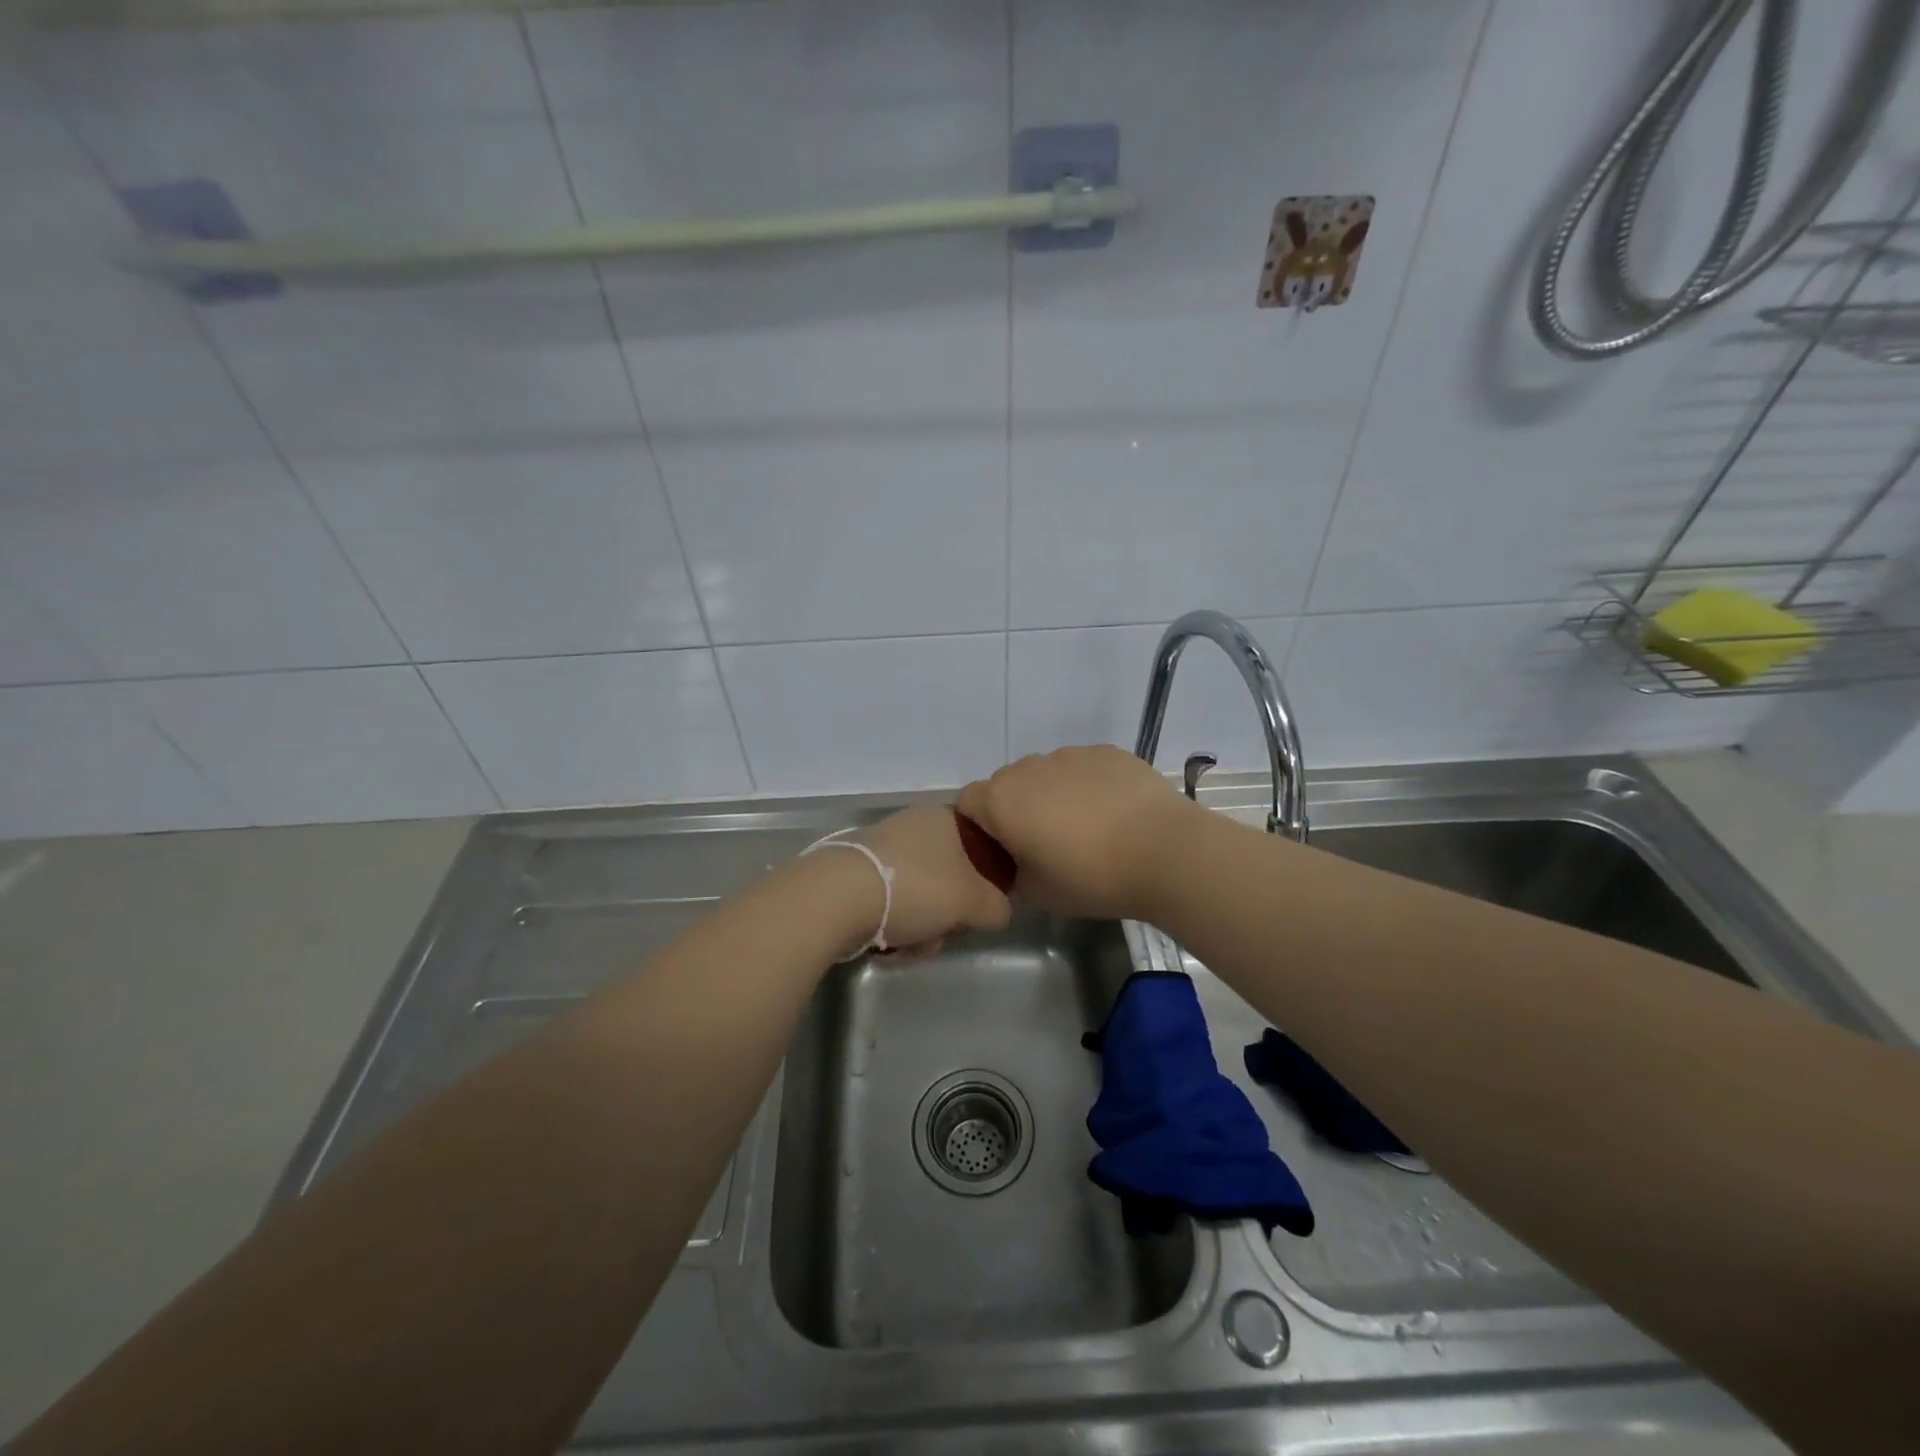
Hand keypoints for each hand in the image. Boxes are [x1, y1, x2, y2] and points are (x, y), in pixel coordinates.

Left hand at [820, 804, 1013, 957]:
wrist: (836, 898)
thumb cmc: (916, 888)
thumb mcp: (973, 900)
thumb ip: (997, 906)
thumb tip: (999, 911)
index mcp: (943, 818)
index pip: (979, 846)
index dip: (985, 881)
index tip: (980, 907)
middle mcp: (912, 826)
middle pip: (948, 878)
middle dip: (948, 915)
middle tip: (942, 934)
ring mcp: (881, 850)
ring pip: (918, 897)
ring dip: (921, 929)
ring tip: (910, 947)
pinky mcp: (854, 875)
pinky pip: (888, 905)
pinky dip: (893, 928)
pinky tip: (887, 947)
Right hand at [956, 745, 1194, 920]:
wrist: (1165, 852)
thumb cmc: (1091, 878)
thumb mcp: (1037, 894)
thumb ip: (1012, 874)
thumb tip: (1016, 863)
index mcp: (1001, 800)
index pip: (967, 802)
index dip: (978, 827)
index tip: (1002, 851)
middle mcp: (1028, 768)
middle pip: (1007, 784)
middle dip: (1016, 809)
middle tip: (1044, 843)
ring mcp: (1070, 754)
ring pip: (1046, 774)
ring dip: (1052, 795)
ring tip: (1087, 828)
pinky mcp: (1107, 751)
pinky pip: (1083, 767)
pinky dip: (1087, 785)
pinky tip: (1114, 813)